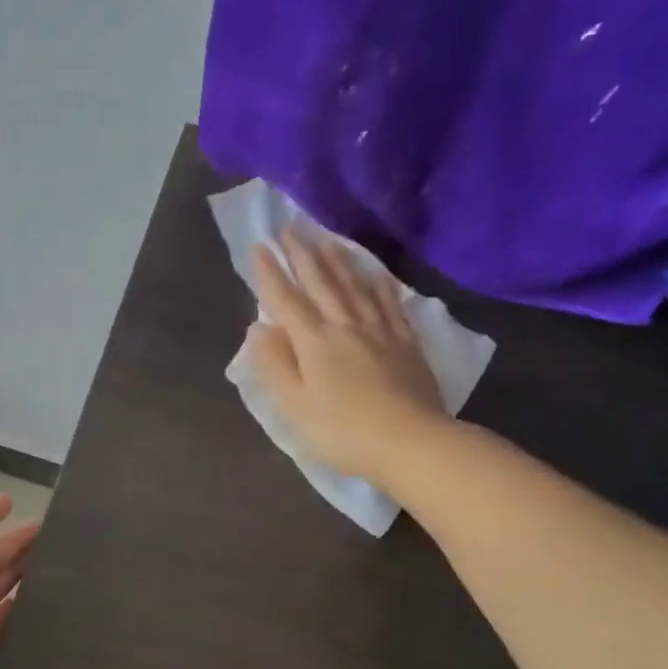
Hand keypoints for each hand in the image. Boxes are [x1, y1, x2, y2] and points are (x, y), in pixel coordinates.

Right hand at [248, 228, 449, 486]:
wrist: (410, 442)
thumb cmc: (342, 431)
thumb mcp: (295, 406)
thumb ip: (275, 365)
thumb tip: (258, 328)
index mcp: (314, 342)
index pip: (286, 300)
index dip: (270, 273)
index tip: (259, 246)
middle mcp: (345, 326)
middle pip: (321, 283)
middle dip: (302, 254)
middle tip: (290, 227)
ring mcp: (380, 331)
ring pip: (355, 285)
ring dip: (338, 259)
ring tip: (326, 239)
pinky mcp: (406, 342)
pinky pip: (390, 303)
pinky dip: (379, 284)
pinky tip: (376, 273)